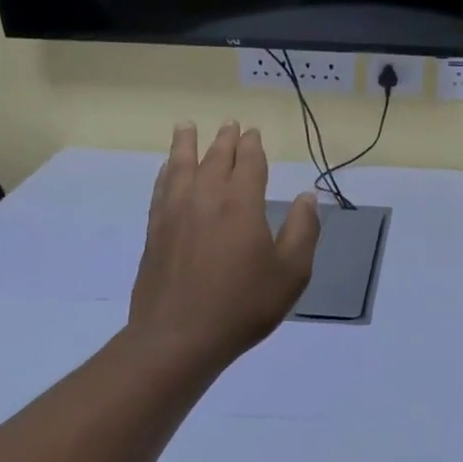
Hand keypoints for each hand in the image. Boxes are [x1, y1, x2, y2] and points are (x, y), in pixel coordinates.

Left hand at [128, 121, 319, 368]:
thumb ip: (302, 230)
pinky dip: (167, 172)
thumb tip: (307, 197)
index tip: (254, 133)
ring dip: (186, 144)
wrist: (178, 337)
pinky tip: (168, 170)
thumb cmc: (243, 305)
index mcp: (241, 203)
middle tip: (230, 124)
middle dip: (224, 140)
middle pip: (214, 158)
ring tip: (186, 126)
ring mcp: (175, 213)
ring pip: (181, 167)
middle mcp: (205, 198)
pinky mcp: (155, 232)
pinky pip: (161, 189)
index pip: (248, 163)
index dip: (252, 146)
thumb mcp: (291, 272)